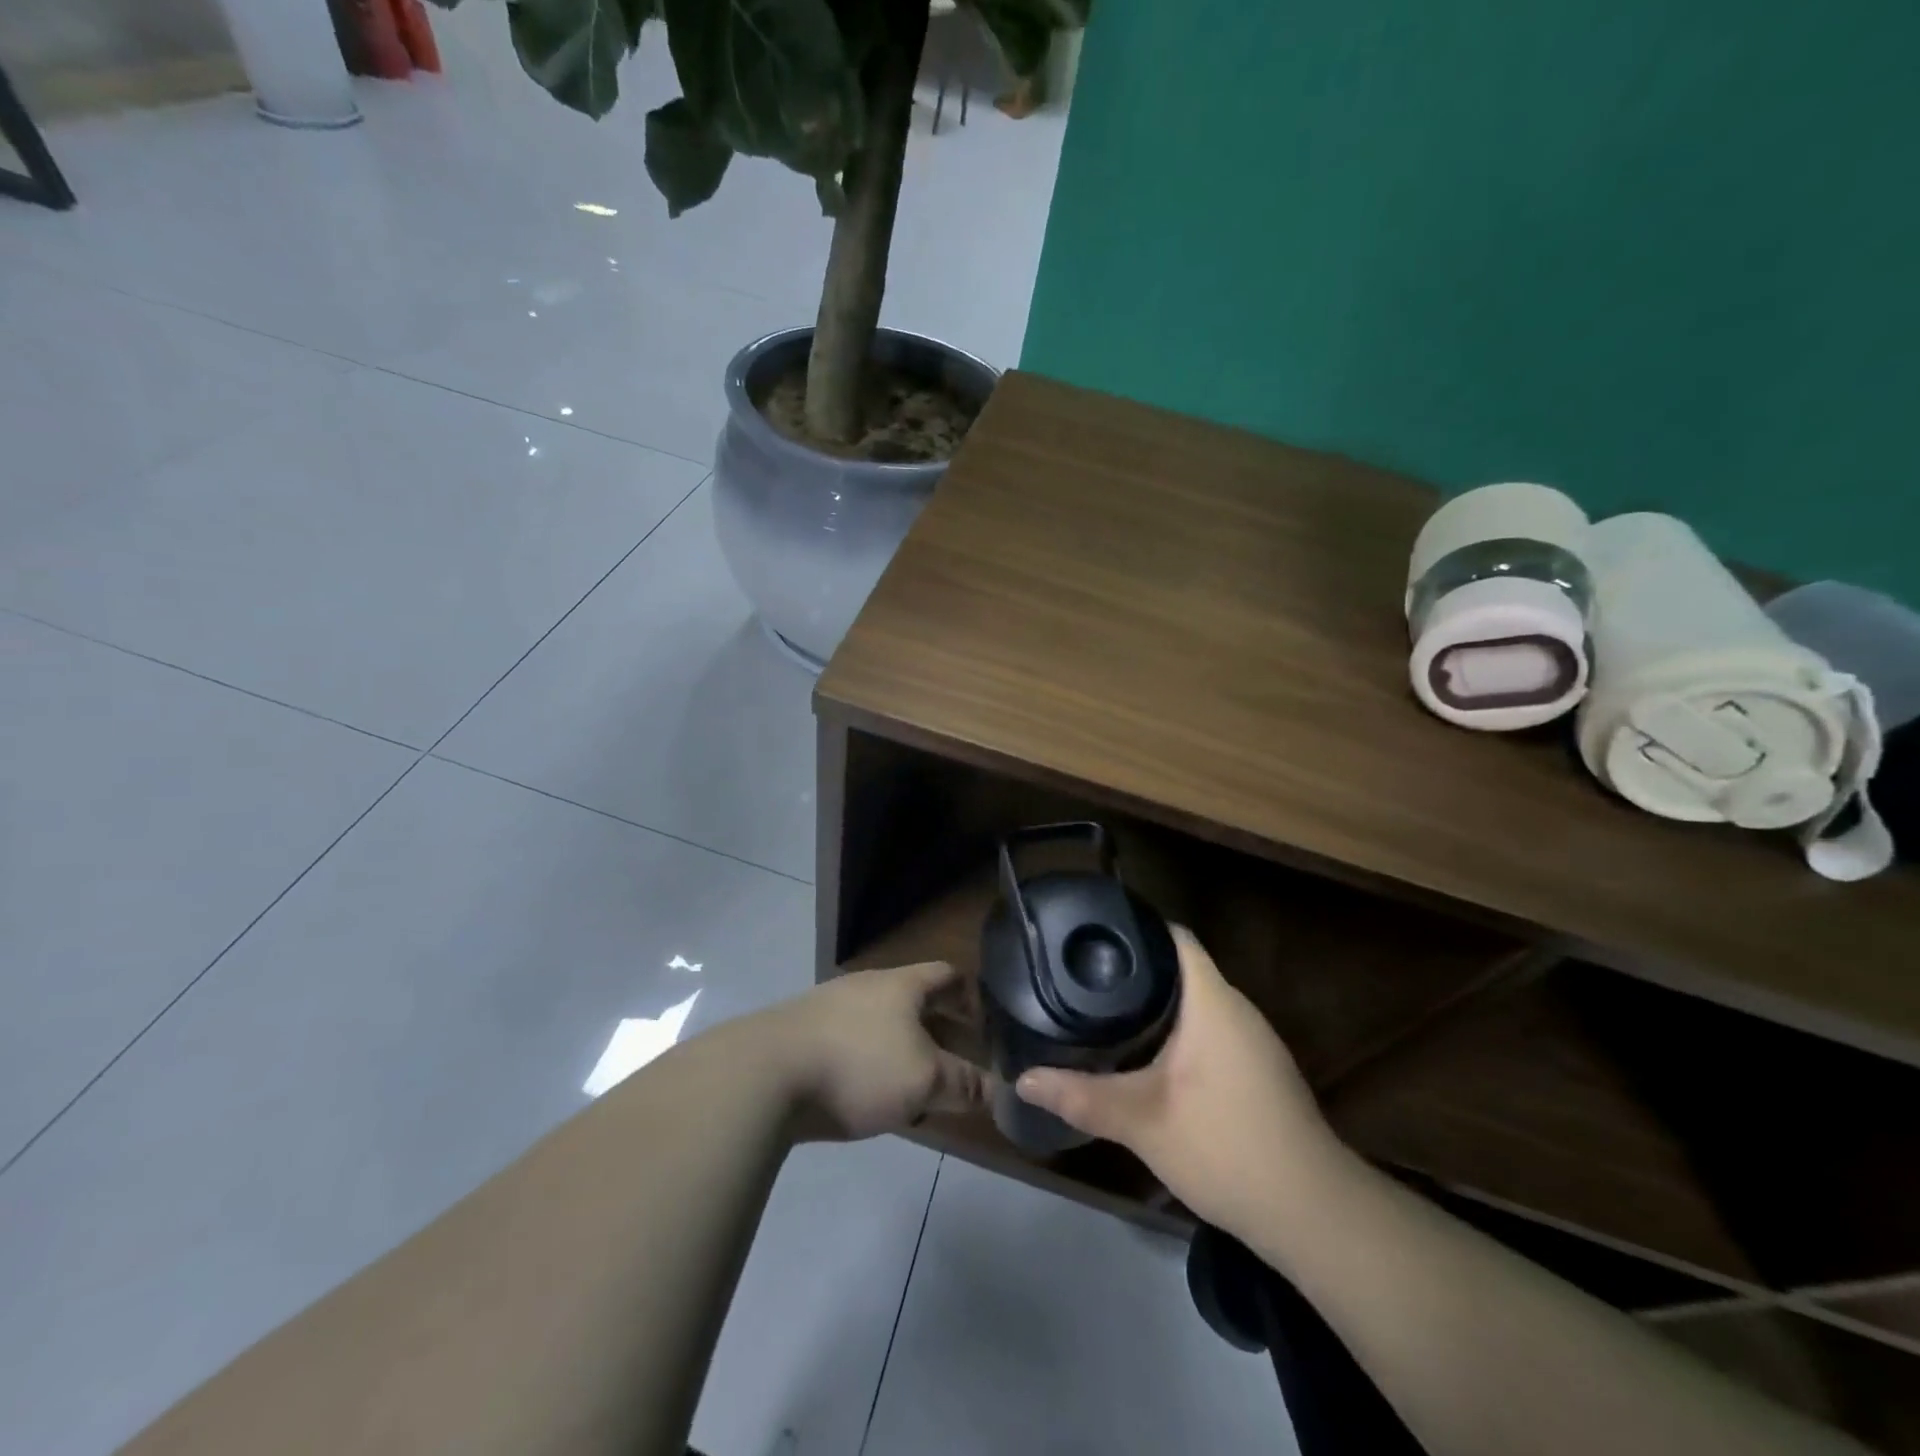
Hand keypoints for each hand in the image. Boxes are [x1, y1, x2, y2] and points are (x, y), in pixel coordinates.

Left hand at [772, 961, 985, 1141]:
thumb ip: (964, 1085)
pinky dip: (867, 1060)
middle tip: (954, 1061)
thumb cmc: (859, 1067)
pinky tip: (864, 1093)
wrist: (764, 1074)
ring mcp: (829, 1005)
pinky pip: (849, 1040)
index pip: (948, 974)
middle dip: (937, 1027)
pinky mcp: (800, 1032)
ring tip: (912, 1083)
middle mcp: (867, 985)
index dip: (971, 997)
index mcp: (902, 984)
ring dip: (901, 1047)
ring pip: (880, 1021)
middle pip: (913, 998)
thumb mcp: (924, 1081)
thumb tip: (999, 1091)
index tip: (983, 1028)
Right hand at [1014, 927, 1343, 1234]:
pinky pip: (1209, 1030)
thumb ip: (1081, 1096)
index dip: (1134, 929)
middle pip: (1181, 968)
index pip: (1174, 937)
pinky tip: (1147, 1056)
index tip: (1091, 937)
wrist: (1312, 1214)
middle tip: (1083, 978)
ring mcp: (1253, 1041)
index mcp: (1212, 1001)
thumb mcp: (1142, 1122)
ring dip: (1156, 1004)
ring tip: (1104, 1009)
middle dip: (1134, 971)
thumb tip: (1023, 1080)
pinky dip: (1177, 1032)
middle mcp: (1236, 1009)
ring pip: (1196, 1003)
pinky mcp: (1259, 1070)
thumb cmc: (1225, 1147)